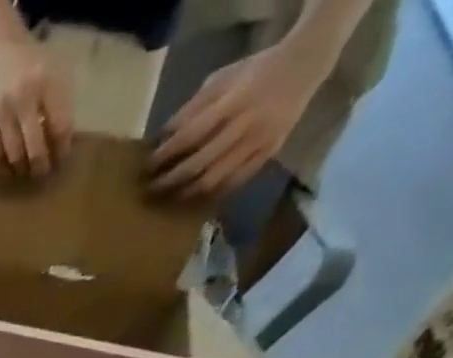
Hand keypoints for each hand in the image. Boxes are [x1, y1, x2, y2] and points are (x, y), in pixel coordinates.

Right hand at [0, 34, 72, 177]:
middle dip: (41, 165)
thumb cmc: (28, 59)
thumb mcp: (52, 70)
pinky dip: (2, 163)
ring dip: (21, 169)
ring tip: (25, 174)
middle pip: (35, 146)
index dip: (62, 147)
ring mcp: (1, 110)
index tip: (62, 159)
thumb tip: (60, 137)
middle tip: (43, 174)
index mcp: (47, 82)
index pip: (59, 125)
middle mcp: (24, 97)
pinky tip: (8, 168)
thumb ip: (58, 100)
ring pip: (14, 153)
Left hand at [149, 45, 319, 197]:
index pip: (190, 136)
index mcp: (232, 103)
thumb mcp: (221, 79)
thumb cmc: (254, 72)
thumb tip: (160, 139)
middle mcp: (245, 125)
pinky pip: (235, 182)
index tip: (146, 168)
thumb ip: (192, 109)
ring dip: (187, 193)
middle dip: (170, 180)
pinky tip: (196, 197)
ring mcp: (259, 141)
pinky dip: (213, 192)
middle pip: (199, 164)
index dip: (165, 155)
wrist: (306, 63)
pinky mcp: (269, 152)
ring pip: (215, 179)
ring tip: (169, 198)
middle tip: (151, 190)